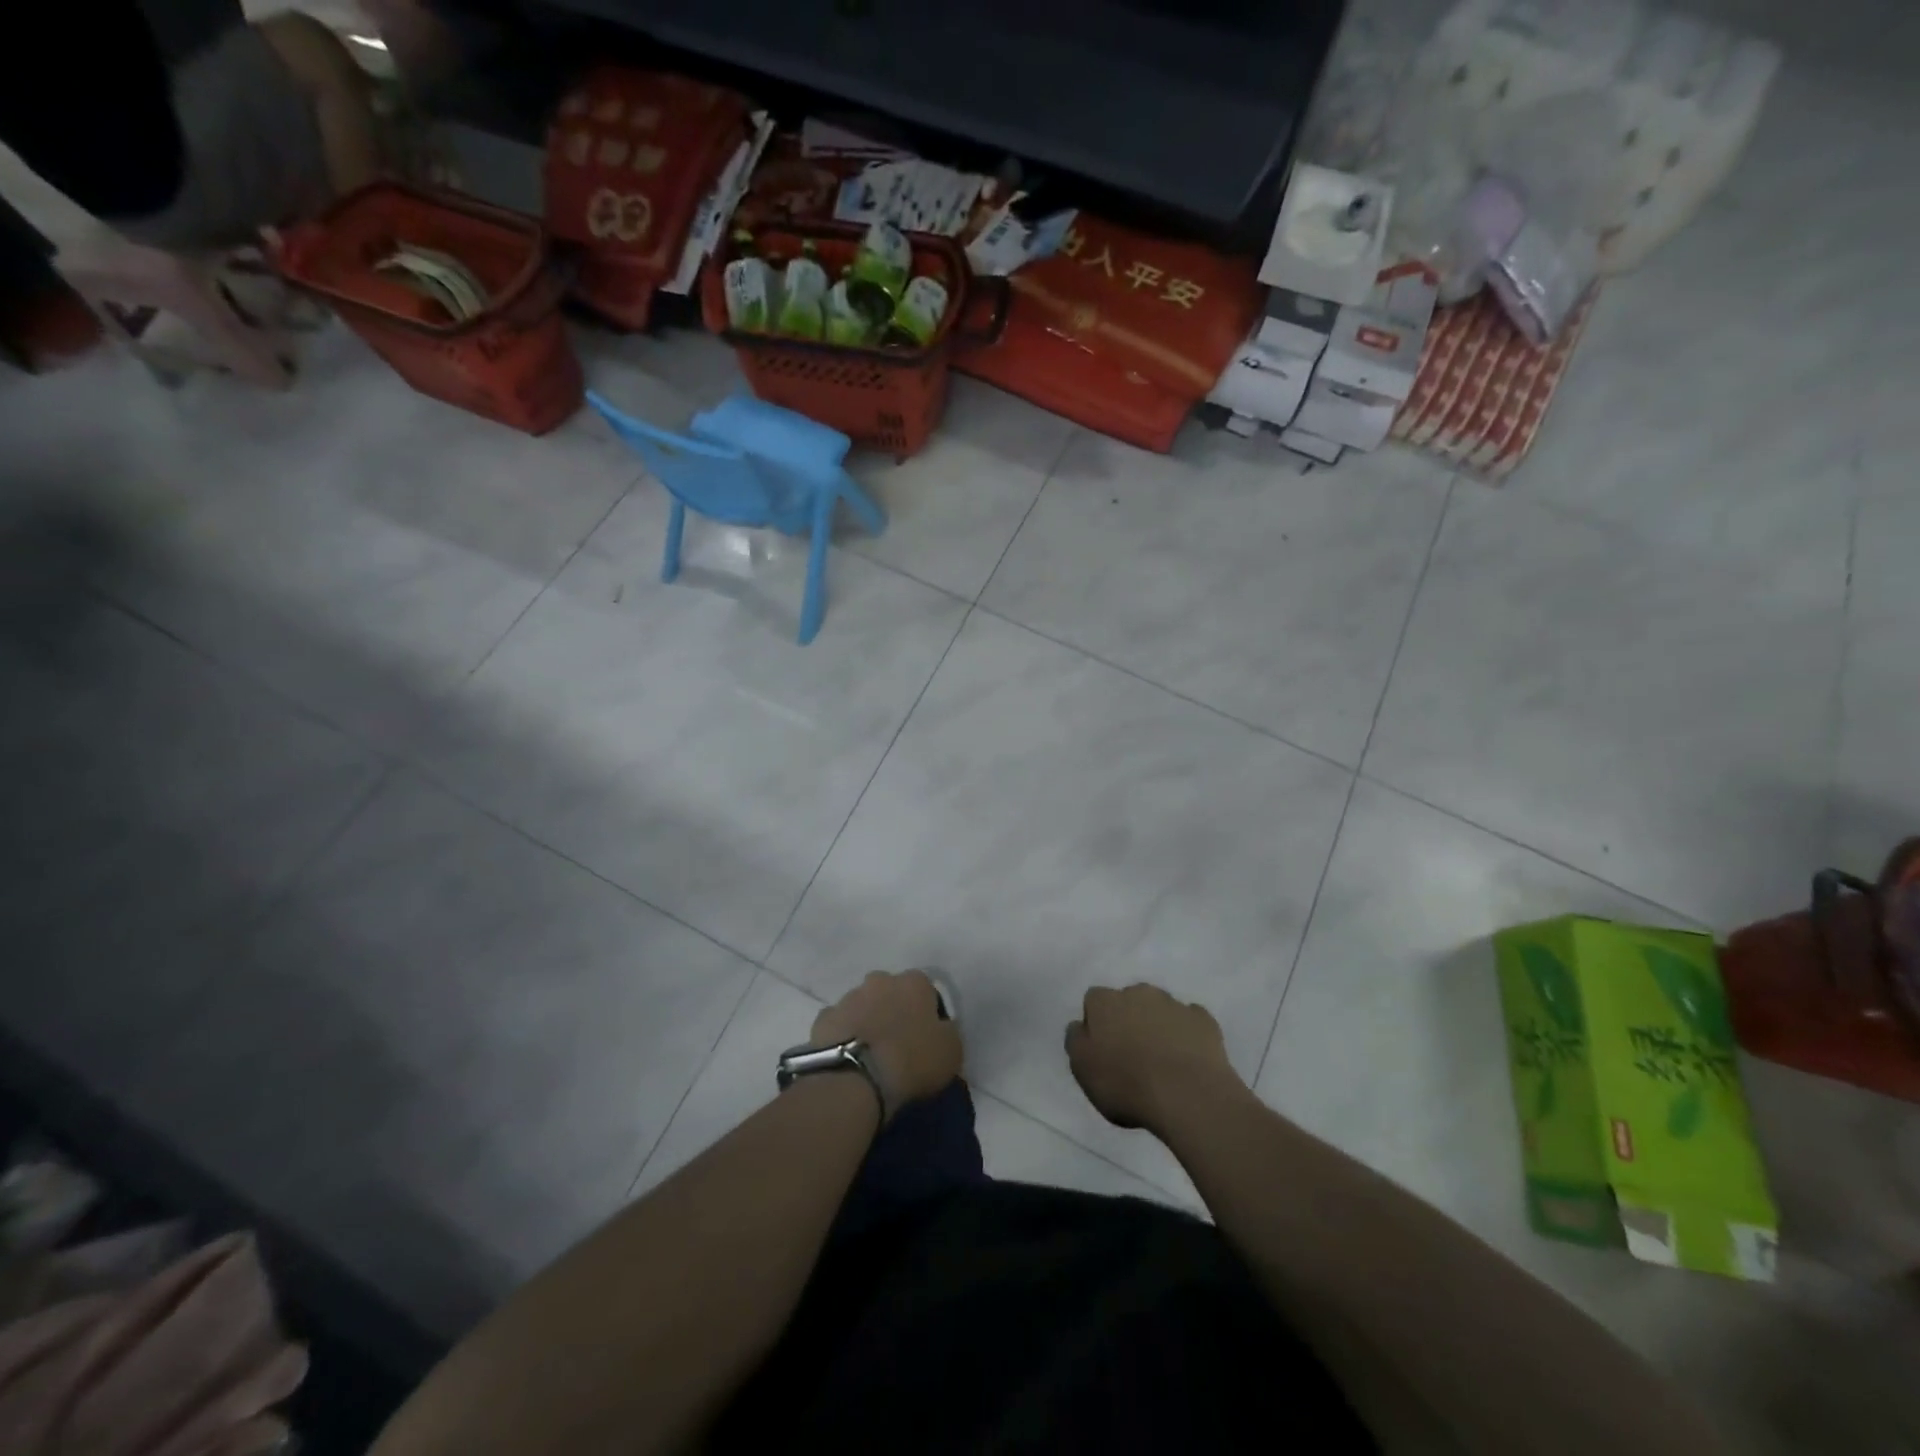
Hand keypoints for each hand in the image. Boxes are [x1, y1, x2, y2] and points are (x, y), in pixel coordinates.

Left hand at [811, 970, 961, 1120]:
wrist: (856, 1078)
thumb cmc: (912, 1060)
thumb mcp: (951, 1051)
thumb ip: (948, 1032)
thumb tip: (940, 1029)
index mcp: (914, 983)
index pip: (926, 989)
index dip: (927, 1012)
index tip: (927, 1036)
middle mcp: (881, 980)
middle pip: (891, 992)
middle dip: (894, 1010)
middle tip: (897, 1041)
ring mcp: (849, 997)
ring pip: (863, 1005)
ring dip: (868, 1021)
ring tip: (871, 1053)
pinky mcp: (824, 1018)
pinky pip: (840, 1024)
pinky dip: (845, 1035)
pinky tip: (848, 1057)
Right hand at [1066, 983, 1245, 1134]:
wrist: (1187, 1094)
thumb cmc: (1126, 1083)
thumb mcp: (1082, 1068)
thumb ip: (1076, 1041)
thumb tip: (1080, 1026)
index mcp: (1105, 1002)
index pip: (1093, 1001)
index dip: (1097, 1024)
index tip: (1102, 1050)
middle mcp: (1138, 992)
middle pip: (1128, 1001)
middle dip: (1129, 1020)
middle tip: (1132, 1055)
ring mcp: (1174, 1004)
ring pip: (1159, 1009)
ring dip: (1157, 1026)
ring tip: (1162, 1061)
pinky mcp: (1203, 1020)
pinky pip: (1190, 1022)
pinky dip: (1187, 1035)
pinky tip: (1187, 1059)